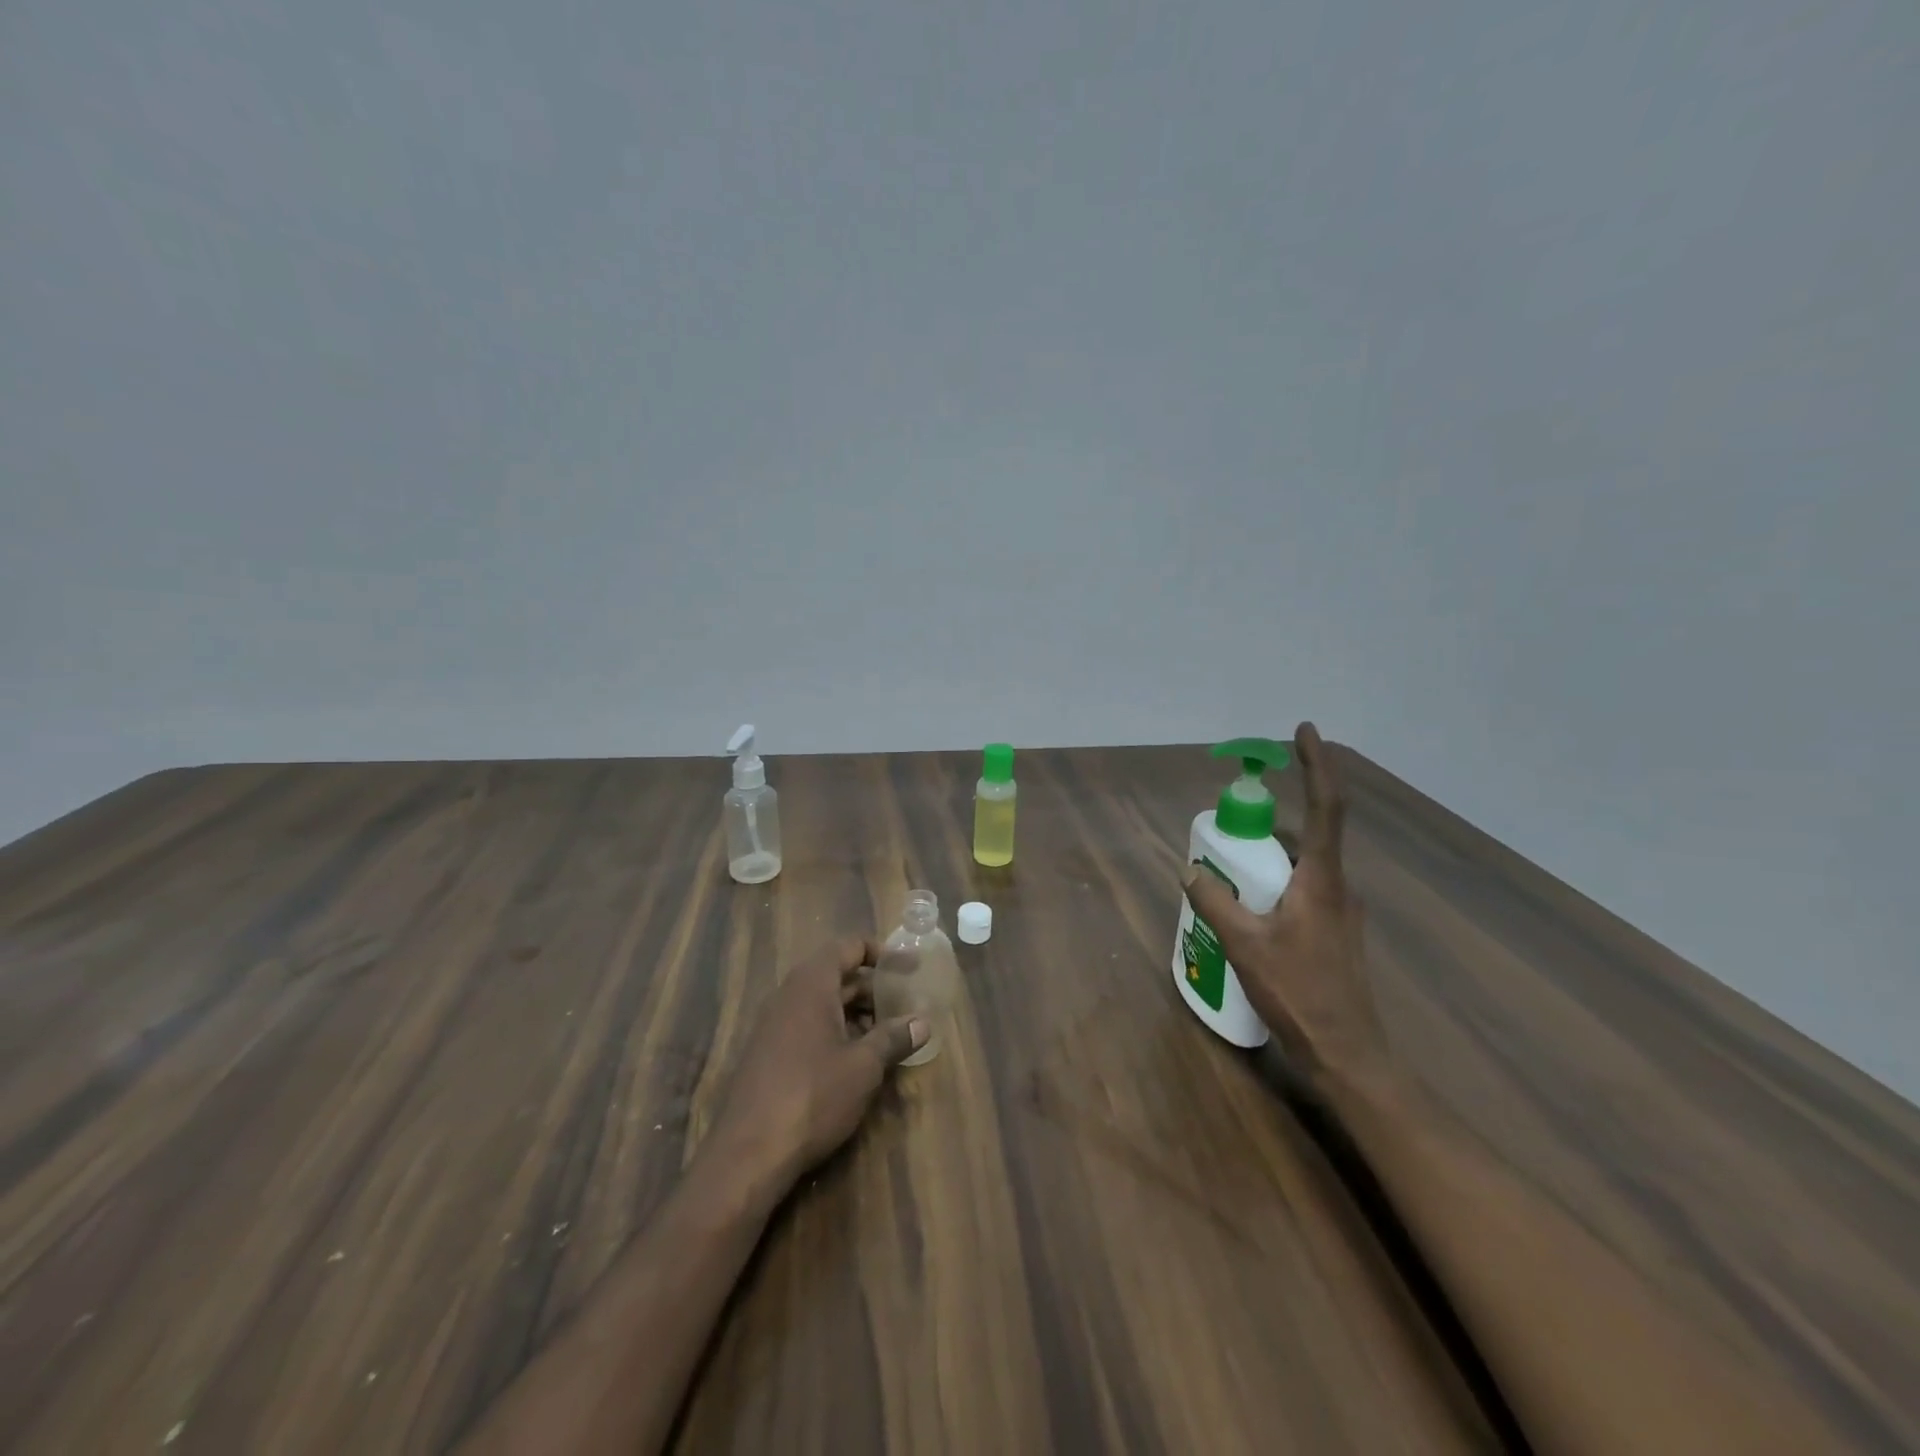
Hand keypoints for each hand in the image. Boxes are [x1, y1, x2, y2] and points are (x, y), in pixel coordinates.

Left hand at [707, 936, 926, 1195]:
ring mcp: (774, 1024)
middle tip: (906, 1002)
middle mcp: (789, 995)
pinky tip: (857, 1059)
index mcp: (811, 984)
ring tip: (888, 1032)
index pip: (849, 946)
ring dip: (856, 1012)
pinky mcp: (768, 1053)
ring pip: (823, 1003)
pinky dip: (836, 1030)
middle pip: (837, 974)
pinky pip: (808, 1025)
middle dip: (872, 986)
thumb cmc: (813, 1096)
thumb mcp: (864, 1066)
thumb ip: (893, 1038)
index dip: (881, 951)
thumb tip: (923, 1022)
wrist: (748, 1154)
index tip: (909, 966)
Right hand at [1181, 722, 1388, 1085]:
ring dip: (1266, 861)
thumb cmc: (1300, 993)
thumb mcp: (1245, 945)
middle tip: (1227, 835)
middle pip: (1304, 835)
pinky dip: (1273, 886)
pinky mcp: (1334, 931)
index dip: (1316, 764)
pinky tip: (1246, 915)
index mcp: (1322, 879)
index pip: (1325, 806)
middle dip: (1265, 827)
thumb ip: (1215, 902)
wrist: (1348, 1054)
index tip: (1304, 730)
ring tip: (1227, 880)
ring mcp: (1340, 910)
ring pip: (1300, 866)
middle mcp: (1338, 885)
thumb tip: (1190, 871)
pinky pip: (1301, 890)